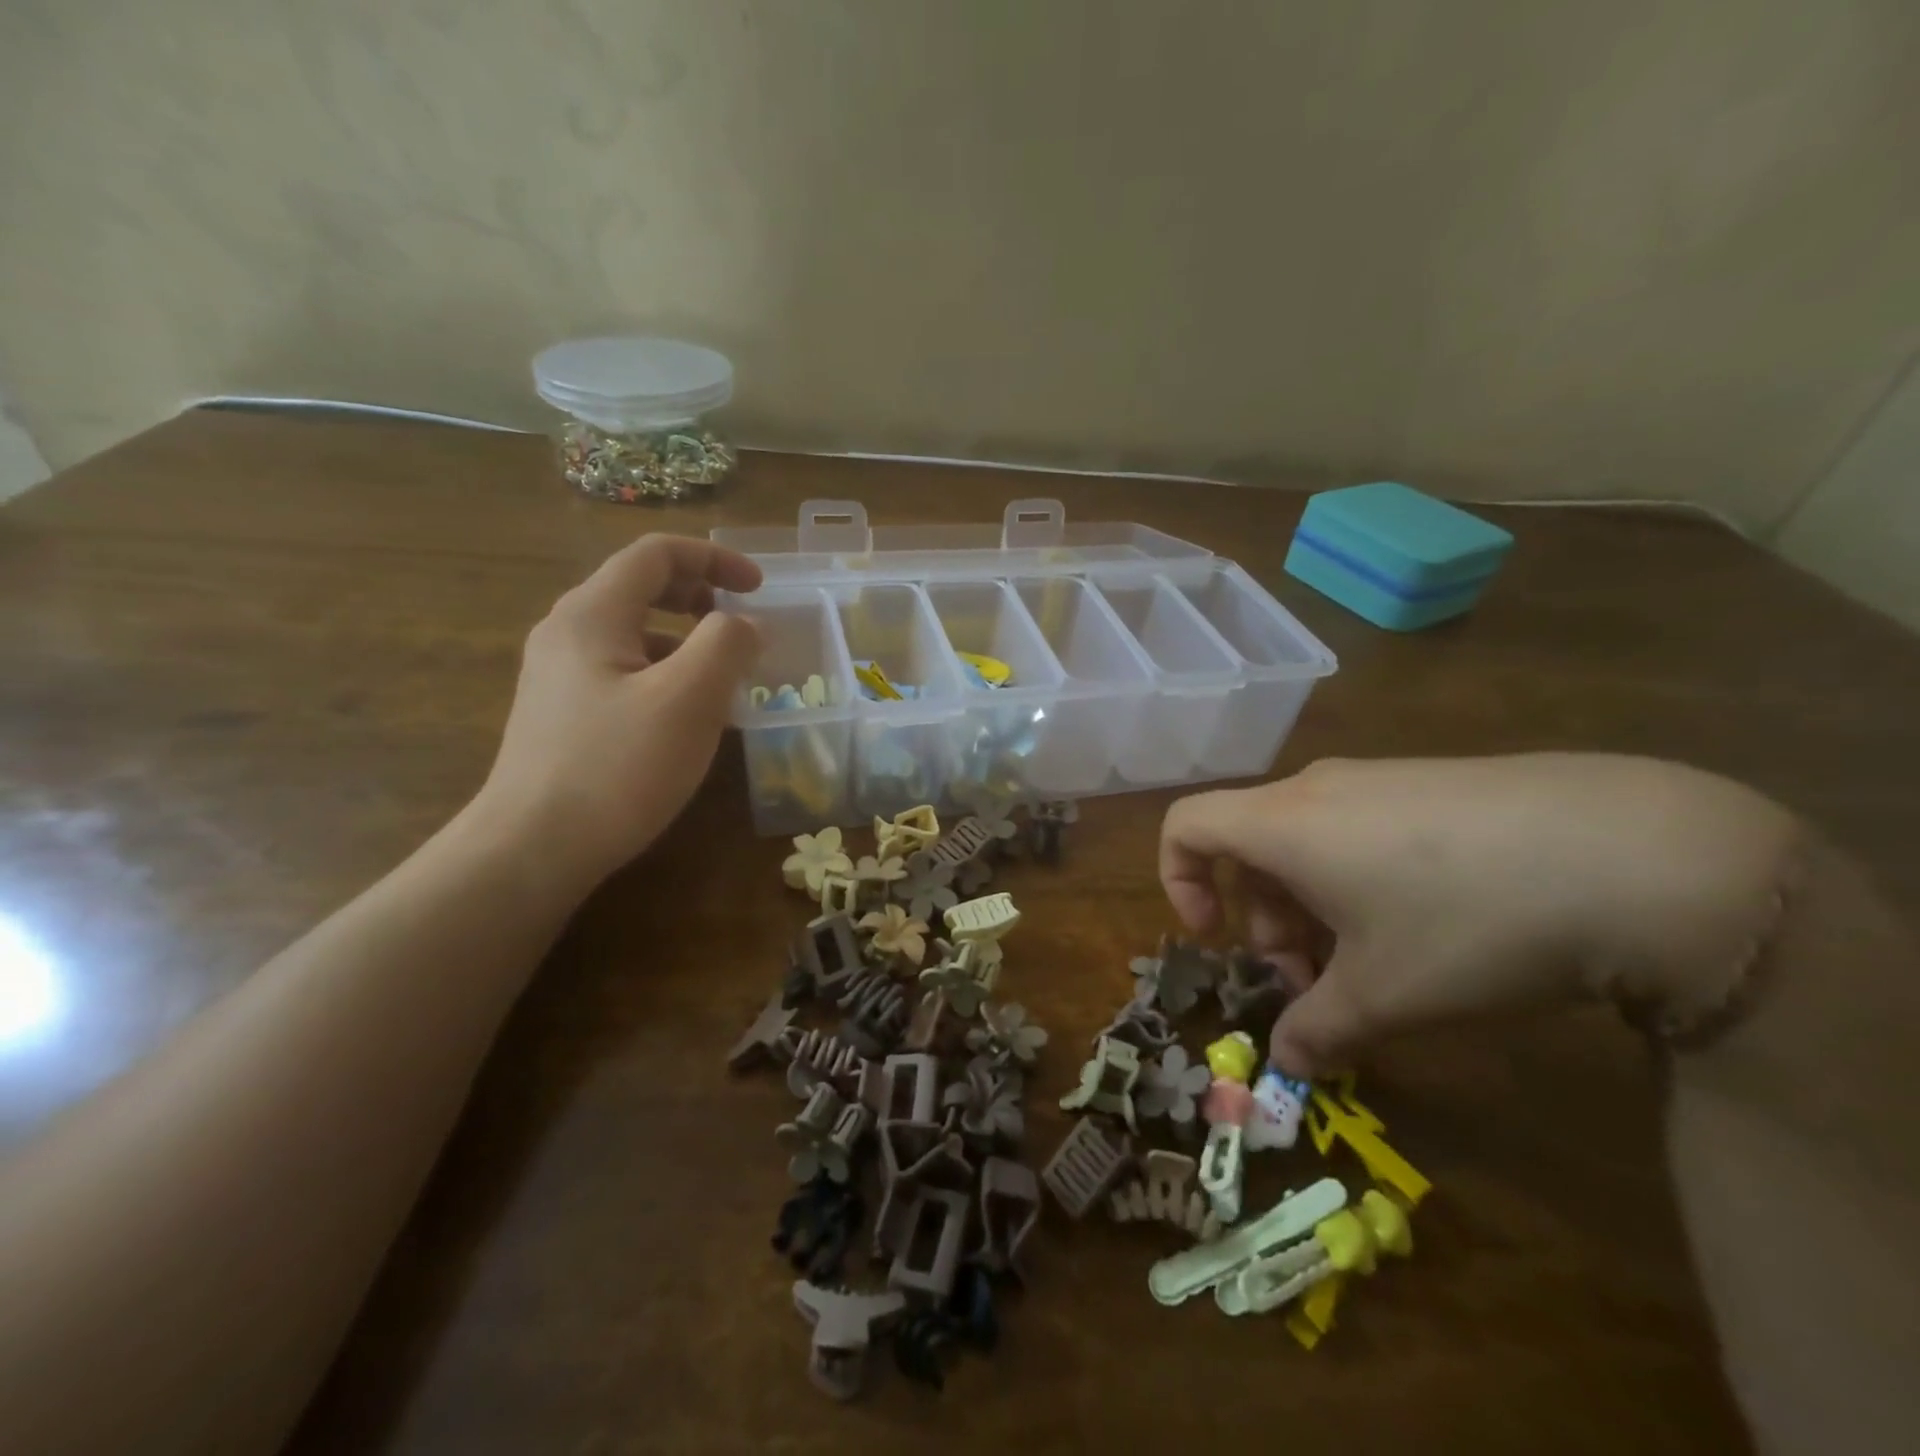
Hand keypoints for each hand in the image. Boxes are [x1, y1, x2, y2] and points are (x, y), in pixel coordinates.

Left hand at [475, 535, 762, 889]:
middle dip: (699, 595)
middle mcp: (567, 633)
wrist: (532, 849)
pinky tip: (686, 718)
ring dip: (685, 639)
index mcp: (592, 613)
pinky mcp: (561, 714)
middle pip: (639, 587)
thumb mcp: (689, 699)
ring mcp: (558, 676)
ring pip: (632, 634)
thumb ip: (727, 644)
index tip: (760, 589)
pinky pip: (623, 672)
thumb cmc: (617, 767)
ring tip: (722, 678)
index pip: (656, 554)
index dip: (715, 559)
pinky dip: (664, 674)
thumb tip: (745, 624)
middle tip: (740, 624)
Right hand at [1160, 754, 1798, 1077]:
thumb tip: (1288, 1062)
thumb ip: (1319, 1029)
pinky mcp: (1435, 783)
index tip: (1218, 940)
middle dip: (1265, 921)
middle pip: (1251, 847)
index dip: (1178, 882)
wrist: (1638, 853)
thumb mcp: (1385, 994)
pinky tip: (1435, 926)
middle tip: (1317, 984)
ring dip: (1315, 907)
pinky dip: (1362, 880)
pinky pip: (1362, 828)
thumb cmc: (1468, 922)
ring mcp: (1380, 778)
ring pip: (1309, 841)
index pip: (1184, 825)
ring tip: (1379, 965)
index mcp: (1282, 822)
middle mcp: (1318, 788)